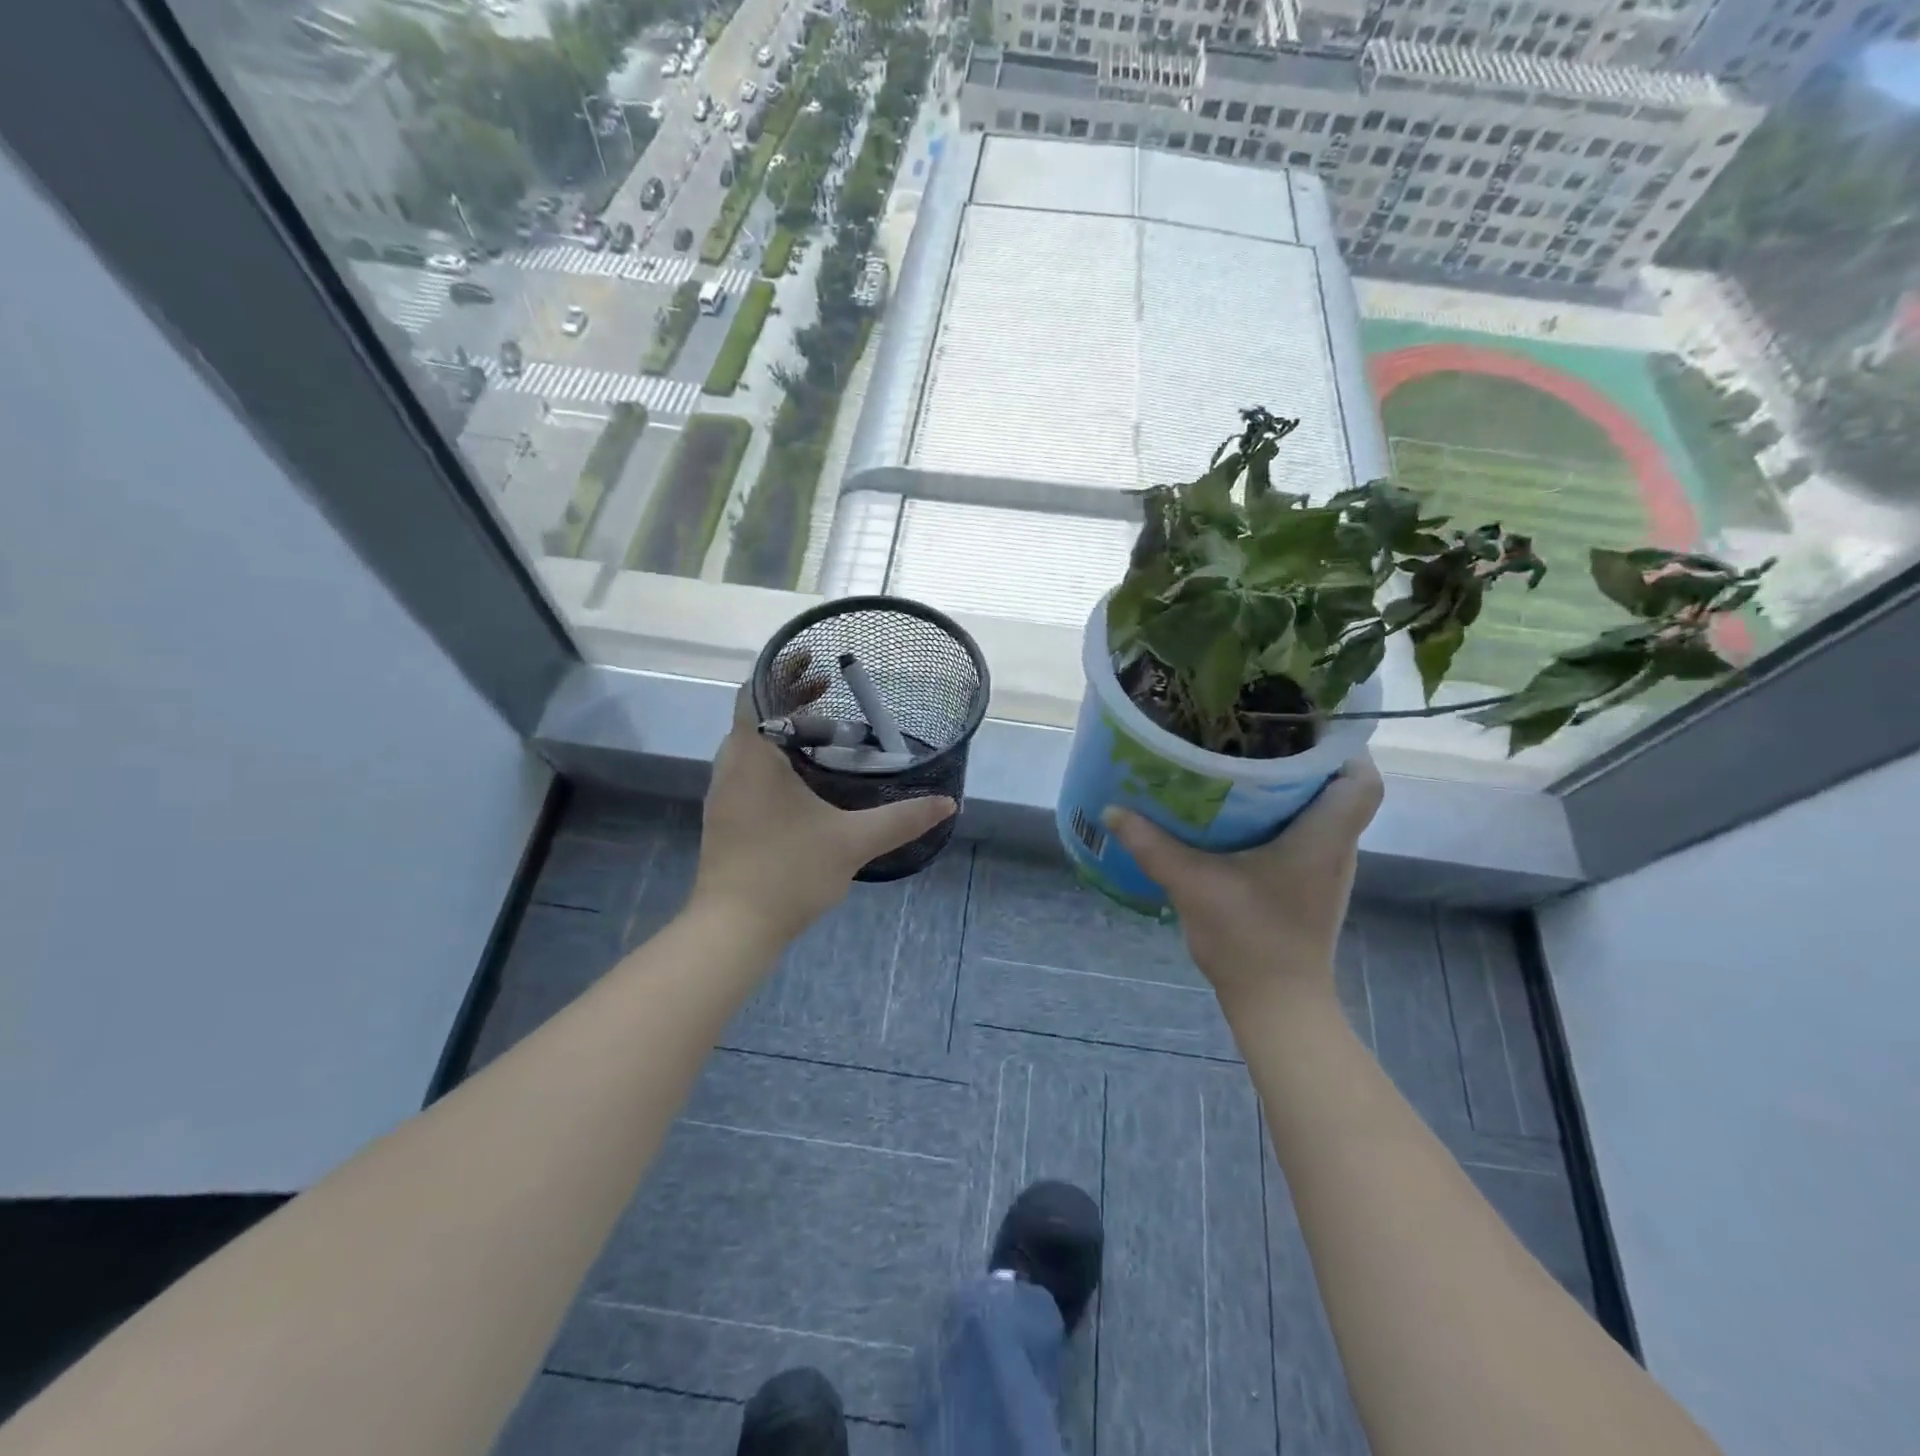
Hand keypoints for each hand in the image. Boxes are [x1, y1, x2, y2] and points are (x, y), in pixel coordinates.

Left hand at [692, 665, 955, 944]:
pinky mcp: (726, 818)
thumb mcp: (853, 841)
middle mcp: (731, 767)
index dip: (784, 671)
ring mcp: (724, 794)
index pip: (756, 692)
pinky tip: (807, 778)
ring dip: (783, 731)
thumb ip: (902, 819)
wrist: (733, 930)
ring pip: (751, 745)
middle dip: (791, 699)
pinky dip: (776, 758)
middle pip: (755, 715)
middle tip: (831, 690)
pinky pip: (750, 769)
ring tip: (826, 733)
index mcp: (752, 756)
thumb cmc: (787, 872)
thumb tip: (948, 803)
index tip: (816, 663)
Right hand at [1101, 758, 1382, 1013]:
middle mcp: (1336, 847)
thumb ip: (1152, 846)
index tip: (1300, 725)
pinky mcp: (1310, 885)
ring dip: (1291, 787)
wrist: (1278, 1004)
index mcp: (1323, 837)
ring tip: (1243, 764)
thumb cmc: (1249, 939)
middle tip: (1254, 735)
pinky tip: (1239, 815)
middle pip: (1339, 788)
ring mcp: (1326, 869)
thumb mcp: (1193, 885)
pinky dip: (1281, 816)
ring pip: (1322, 811)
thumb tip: (1113, 810)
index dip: (1341, 747)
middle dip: (1302, 757)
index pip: (1362, 780)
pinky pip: (1306, 834)